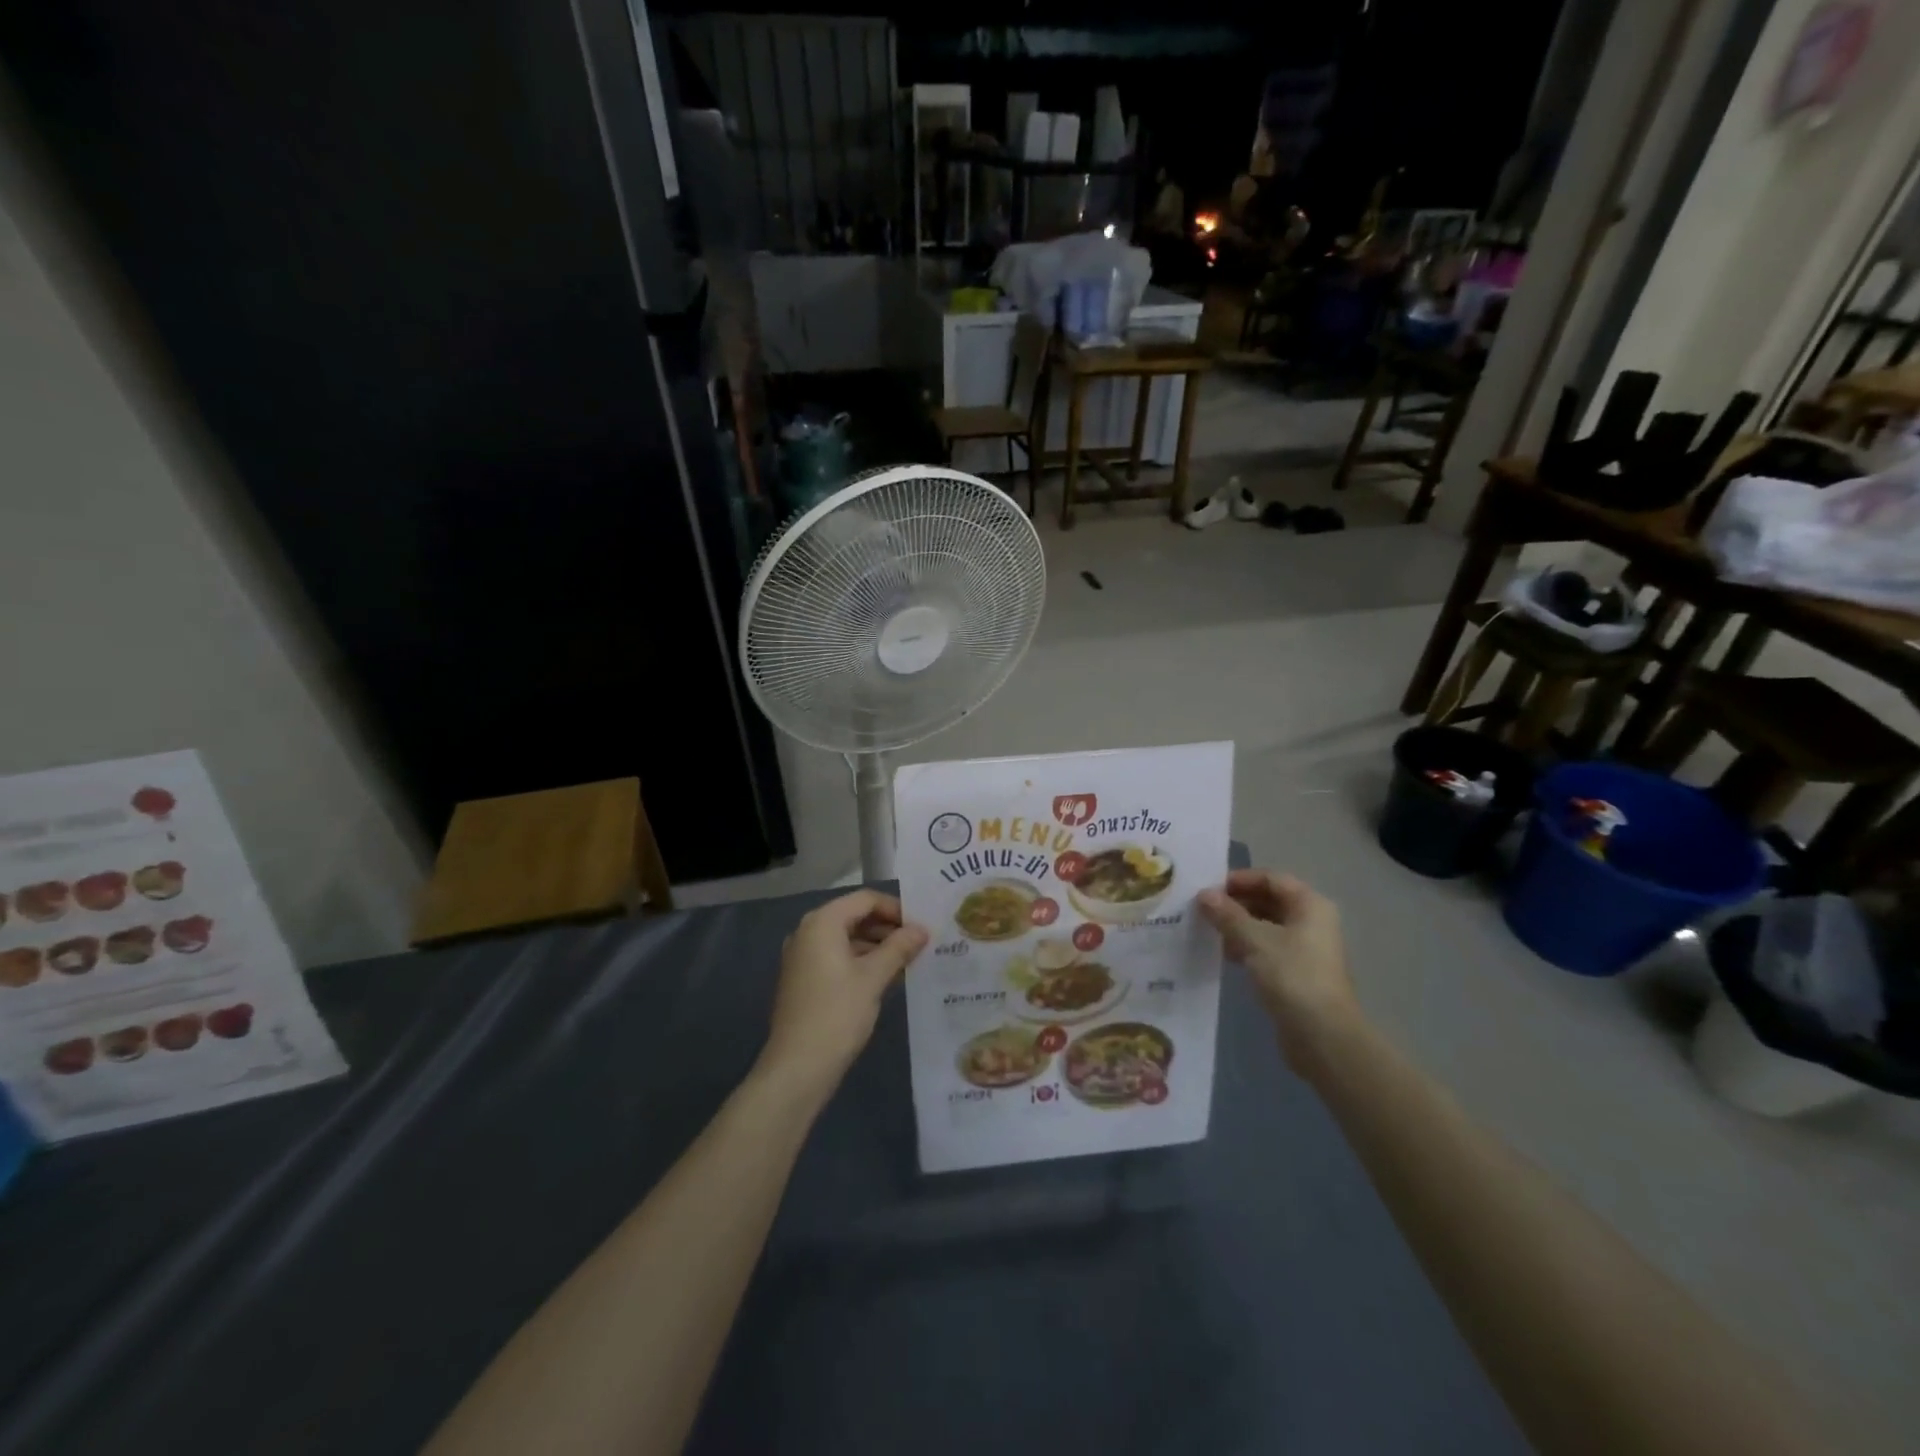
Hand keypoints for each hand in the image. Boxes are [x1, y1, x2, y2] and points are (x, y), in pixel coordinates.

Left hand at [756, 890, 926, 1100]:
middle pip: (854, 916)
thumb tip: (922, 930)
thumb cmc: (838, 1014)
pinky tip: (884, 978)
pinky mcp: (803, 979)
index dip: (896, 909)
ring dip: (876, 946)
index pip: (865, 899)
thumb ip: (899, 948)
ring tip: (907, 962)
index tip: (921, 926)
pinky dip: (860, 961)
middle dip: (887, 928)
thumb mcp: (874, 978)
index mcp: (822, 923)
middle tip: (919, 944)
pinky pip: (836, 957)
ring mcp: (802, 956)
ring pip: (846, 938)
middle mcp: (808, 932)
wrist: (797, 1067)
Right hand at [1198, 870, 1361, 1068]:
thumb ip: (1227, 915)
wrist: (1323, 1036)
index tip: (1208, 889)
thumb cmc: (1292, 977)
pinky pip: (1268, 949)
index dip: (1239, 880)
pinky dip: (1247, 947)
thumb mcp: (1254, 940)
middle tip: (1203, 910)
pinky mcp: (1298, 973)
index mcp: (1309, 905)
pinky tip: (1225, 955)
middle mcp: (1312, 922)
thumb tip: (1204, 894)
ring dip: (1239, 926)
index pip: (1271, 878)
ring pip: (1267, 926)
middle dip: (1236, 903)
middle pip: (1269, 900)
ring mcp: (1307, 949)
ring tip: (1209, 931)